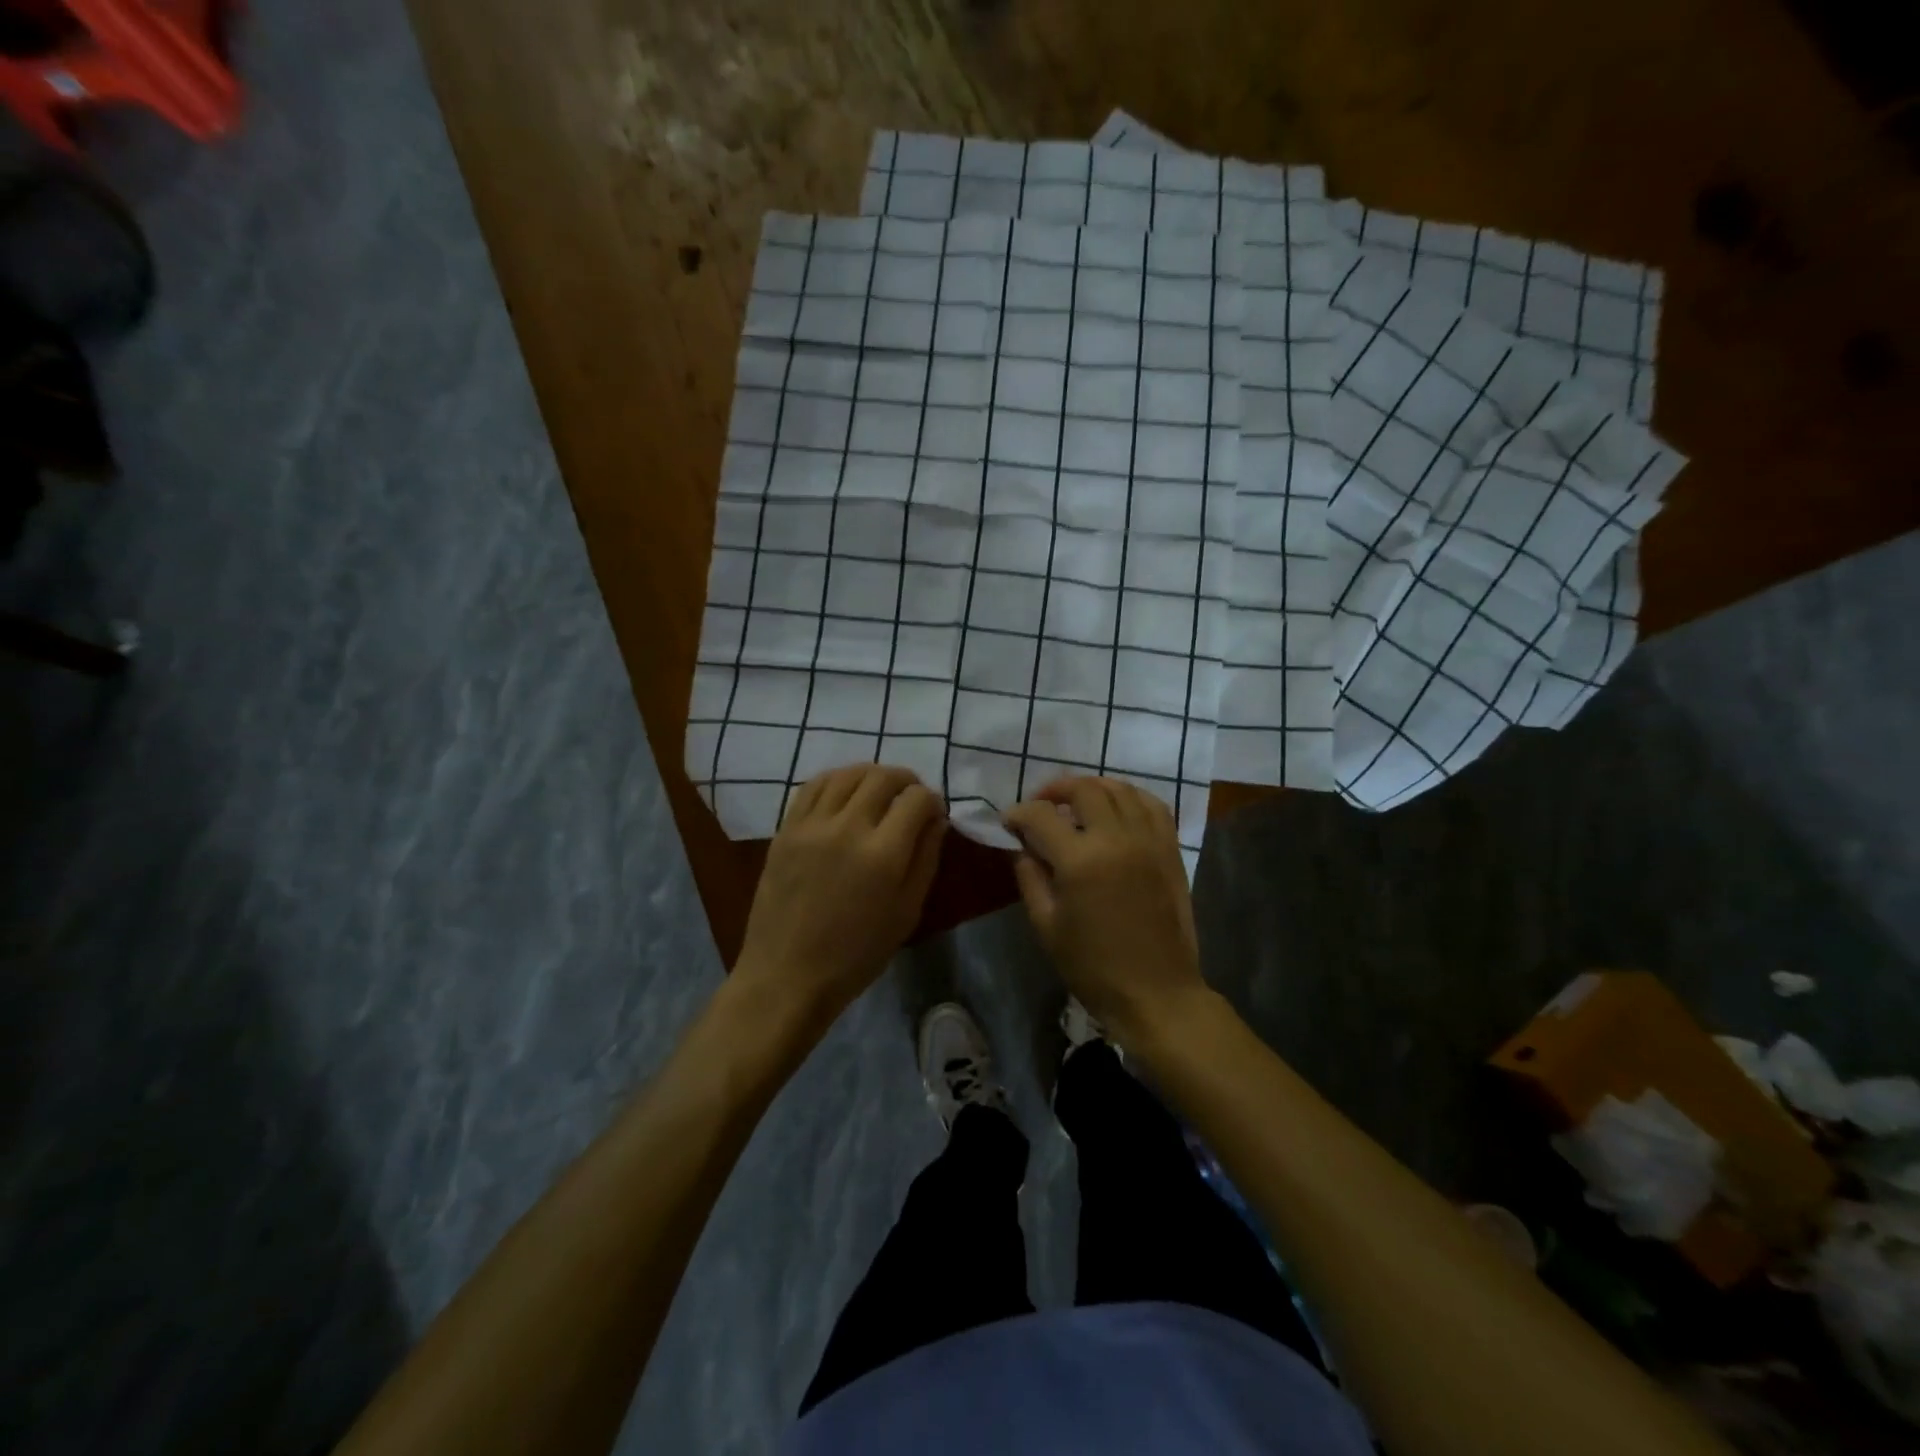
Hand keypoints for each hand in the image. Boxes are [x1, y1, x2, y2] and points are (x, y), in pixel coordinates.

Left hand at [733, 765, 946, 1029]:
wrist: (788, 974)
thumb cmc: (856, 954)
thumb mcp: (907, 912)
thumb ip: (925, 858)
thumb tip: (936, 819)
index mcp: (883, 855)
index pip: (917, 799)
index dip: (933, 800)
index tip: (934, 813)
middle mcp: (848, 828)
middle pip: (883, 777)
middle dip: (906, 780)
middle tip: (911, 797)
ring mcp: (811, 825)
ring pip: (847, 774)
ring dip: (871, 775)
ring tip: (879, 790)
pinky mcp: (786, 829)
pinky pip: (813, 786)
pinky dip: (836, 780)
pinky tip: (844, 792)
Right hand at [1004, 776, 1206, 1051]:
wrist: (1156, 993)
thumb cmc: (1093, 967)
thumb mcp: (1046, 926)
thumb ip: (1030, 877)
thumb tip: (1023, 846)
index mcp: (1080, 860)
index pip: (1040, 815)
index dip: (1018, 813)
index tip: (1008, 823)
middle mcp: (1116, 839)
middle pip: (1083, 789)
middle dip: (1054, 790)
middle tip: (1039, 806)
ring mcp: (1148, 841)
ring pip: (1119, 789)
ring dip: (1091, 788)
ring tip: (1075, 802)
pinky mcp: (1169, 850)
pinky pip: (1152, 805)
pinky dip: (1129, 797)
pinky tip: (1116, 808)